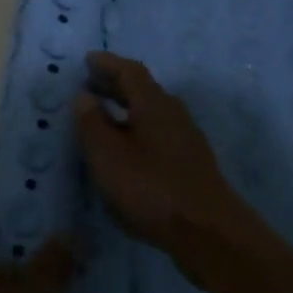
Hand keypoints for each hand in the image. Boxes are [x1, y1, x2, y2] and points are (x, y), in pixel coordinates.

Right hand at [74, 52, 250, 265]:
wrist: (208, 232)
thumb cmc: (151, 187)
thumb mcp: (108, 155)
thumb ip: (91, 123)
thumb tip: (84, 96)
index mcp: (153, 103)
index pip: (129, 71)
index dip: (107, 63)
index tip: (88, 60)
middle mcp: (173, 114)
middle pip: (142, 90)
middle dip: (115, 85)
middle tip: (90, 84)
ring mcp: (186, 140)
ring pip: (151, 113)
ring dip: (126, 109)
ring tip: (102, 117)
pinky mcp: (190, 164)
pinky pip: (157, 134)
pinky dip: (136, 130)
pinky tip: (125, 150)